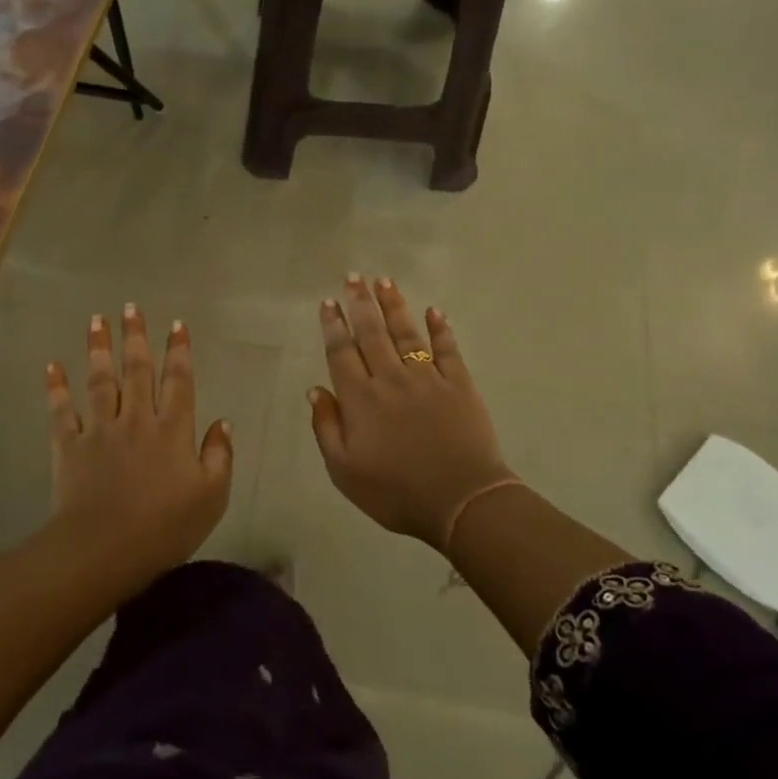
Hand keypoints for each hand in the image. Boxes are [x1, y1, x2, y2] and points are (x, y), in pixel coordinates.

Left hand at [45, 304, 232, 590]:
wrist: (104, 549)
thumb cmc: (165, 527)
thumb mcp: (212, 496)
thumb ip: (220, 456)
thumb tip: (223, 422)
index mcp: (173, 430)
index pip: (179, 381)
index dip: (179, 351)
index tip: (177, 324)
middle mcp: (137, 419)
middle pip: (137, 370)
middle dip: (135, 337)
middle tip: (131, 307)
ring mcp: (100, 430)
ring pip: (100, 380)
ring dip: (99, 348)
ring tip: (96, 320)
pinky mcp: (69, 446)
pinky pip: (61, 410)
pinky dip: (57, 388)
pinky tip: (53, 366)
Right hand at [309, 275, 517, 550]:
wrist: (461, 501)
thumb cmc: (395, 492)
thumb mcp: (344, 471)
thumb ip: (326, 427)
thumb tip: (315, 389)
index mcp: (360, 399)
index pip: (342, 353)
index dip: (333, 326)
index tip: (328, 302)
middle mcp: (391, 379)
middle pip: (372, 333)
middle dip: (360, 303)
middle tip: (353, 277)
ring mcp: (428, 379)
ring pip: (407, 333)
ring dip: (394, 306)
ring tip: (384, 282)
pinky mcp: (459, 385)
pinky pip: (447, 349)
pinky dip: (440, 328)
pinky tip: (434, 310)